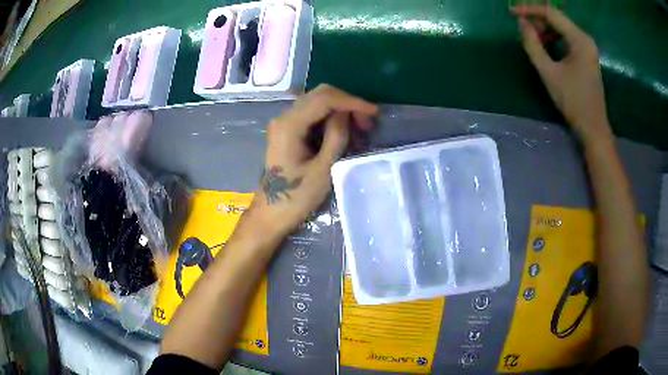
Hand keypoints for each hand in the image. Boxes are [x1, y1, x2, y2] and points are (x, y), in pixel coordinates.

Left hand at [248, 84, 377, 236]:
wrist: (271, 213)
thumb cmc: (296, 197)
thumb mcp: (323, 169)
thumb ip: (336, 137)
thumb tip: (347, 114)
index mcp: (289, 125)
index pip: (324, 99)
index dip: (351, 101)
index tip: (373, 113)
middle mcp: (284, 117)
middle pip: (320, 95)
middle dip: (347, 104)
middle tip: (367, 123)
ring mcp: (284, 123)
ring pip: (317, 103)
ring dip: (340, 110)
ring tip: (360, 129)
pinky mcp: (287, 131)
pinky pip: (312, 115)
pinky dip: (330, 118)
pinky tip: (344, 132)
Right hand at [513, 5, 611, 142]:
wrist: (593, 128)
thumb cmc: (573, 101)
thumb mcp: (548, 72)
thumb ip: (533, 44)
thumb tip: (522, 23)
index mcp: (579, 39)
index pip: (551, 13)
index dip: (530, 10)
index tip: (512, 13)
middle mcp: (585, 38)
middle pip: (557, 18)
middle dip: (537, 20)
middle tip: (522, 28)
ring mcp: (587, 46)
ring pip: (562, 27)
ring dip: (545, 29)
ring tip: (532, 38)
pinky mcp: (587, 55)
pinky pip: (567, 37)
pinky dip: (554, 38)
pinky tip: (546, 46)